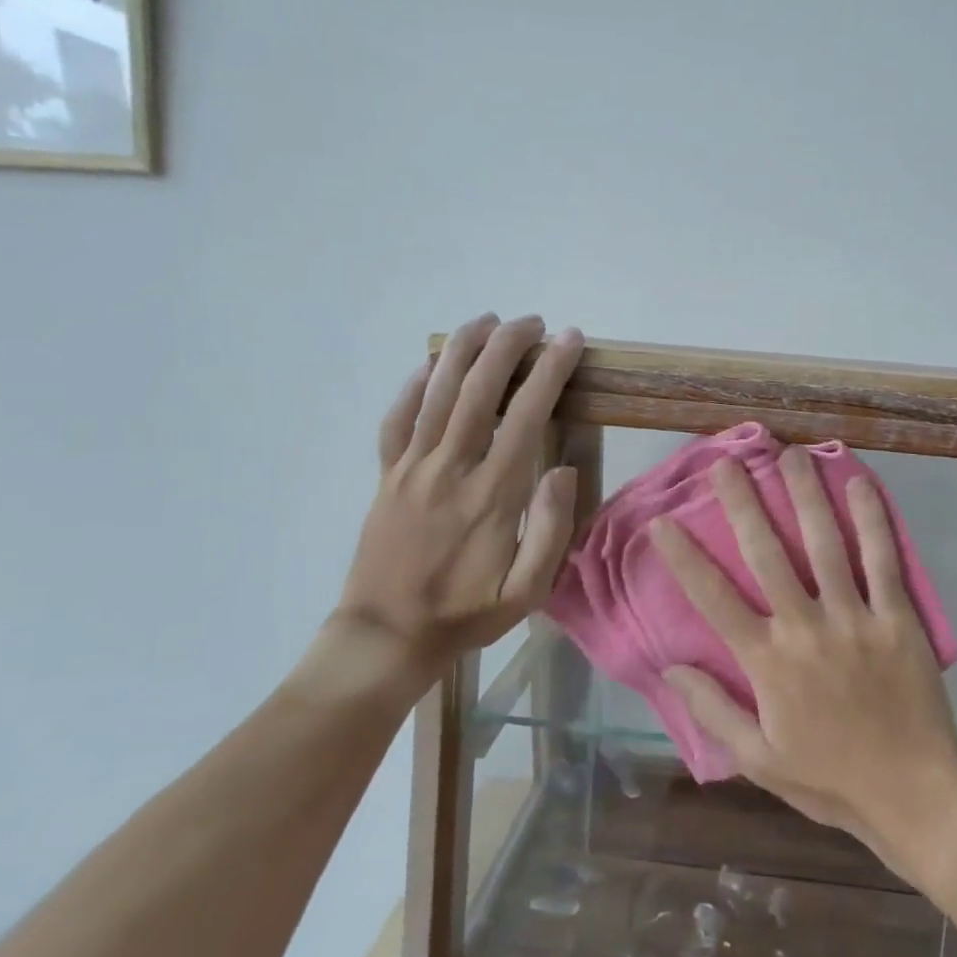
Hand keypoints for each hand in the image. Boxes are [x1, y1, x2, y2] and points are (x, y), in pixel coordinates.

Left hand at [326, 313, 585, 694]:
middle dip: (509, 347)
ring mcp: (412, 469)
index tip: (569, 341)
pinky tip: (429, 365)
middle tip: (533, 323)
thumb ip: (550, 530)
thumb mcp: (526, 591)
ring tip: (487, 321)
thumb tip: (563, 470)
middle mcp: (451, 469)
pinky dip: (413, 386)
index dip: (550, 372)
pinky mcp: (387, 476)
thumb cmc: (466, 614)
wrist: (387, 636)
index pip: (526, 416)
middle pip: (479, 390)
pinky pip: (396, 420)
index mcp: (492, 494)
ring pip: (436, 394)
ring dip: (463, 351)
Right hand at [649, 446, 956, 862]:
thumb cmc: (831, 780)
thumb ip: (713, 711)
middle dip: (743, 504)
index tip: (663, 522)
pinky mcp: (898, 618)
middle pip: (767, 555)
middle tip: (727, 462)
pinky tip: (859, 484)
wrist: (915, 797)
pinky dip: (872, 520)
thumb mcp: (759, 760)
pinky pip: (883, 561)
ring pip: (825, 544)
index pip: (715, 599)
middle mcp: (806, 628)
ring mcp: (855, 619)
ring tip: (789, 455)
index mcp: (769, 663)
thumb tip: (671, 666)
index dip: (685, 558)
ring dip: (804, 496)